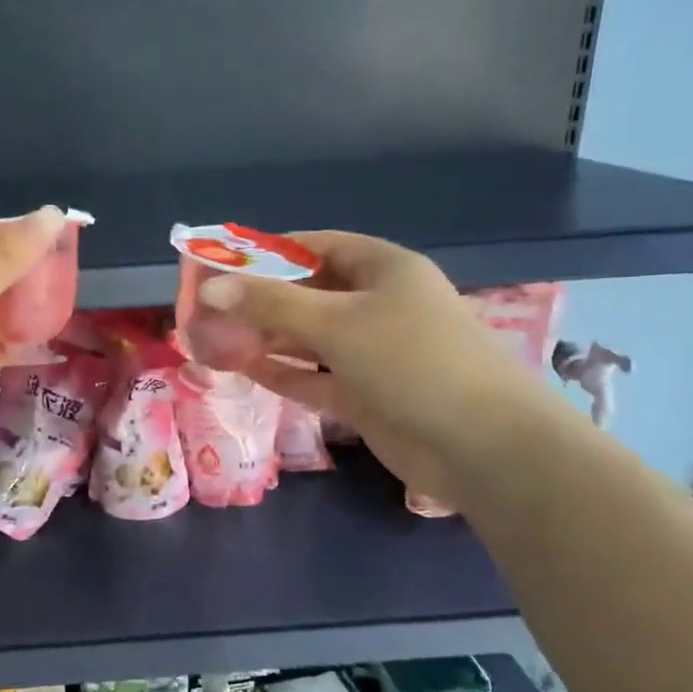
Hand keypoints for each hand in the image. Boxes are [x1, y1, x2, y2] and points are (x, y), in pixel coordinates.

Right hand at [199, 231, 540, 506]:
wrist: (483, 445)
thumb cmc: (412, 360)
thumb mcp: (337, 323)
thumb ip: (271, 304)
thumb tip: (210, 287)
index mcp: (383, 269)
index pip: (317, 246)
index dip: (269, 252)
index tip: (223, 263)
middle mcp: (379, 304)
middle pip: (310, 293)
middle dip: (261, 300)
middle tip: (209, 309)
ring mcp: (374, 352)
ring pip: (310, 337)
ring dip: (268, 338)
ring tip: (215, 339)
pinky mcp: (367, 394)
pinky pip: (316, 376)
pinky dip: (284, 372)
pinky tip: (244, 369)